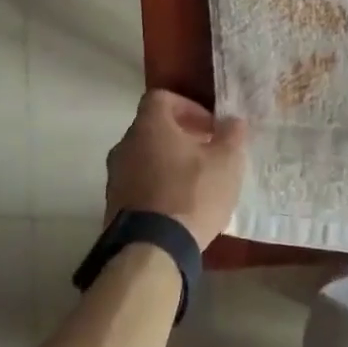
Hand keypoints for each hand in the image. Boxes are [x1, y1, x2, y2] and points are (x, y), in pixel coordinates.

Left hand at [104, 90, 247, 249]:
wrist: (152, 249)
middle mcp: (125, 145)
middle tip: (209, 152)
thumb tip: (233, 121)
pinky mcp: (114, 205)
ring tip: (197, 181)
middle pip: (153, 129)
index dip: (188, 106)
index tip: (210, 126)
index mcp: (149, 126)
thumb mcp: (226, 162)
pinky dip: (159, 186)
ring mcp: (115, 177)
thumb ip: (231, 135)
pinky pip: (140, 184)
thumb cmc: (192, 194)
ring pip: (145, 158)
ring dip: (170, 162)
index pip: (162, 98)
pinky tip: (181, 205)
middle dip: (182, 136)